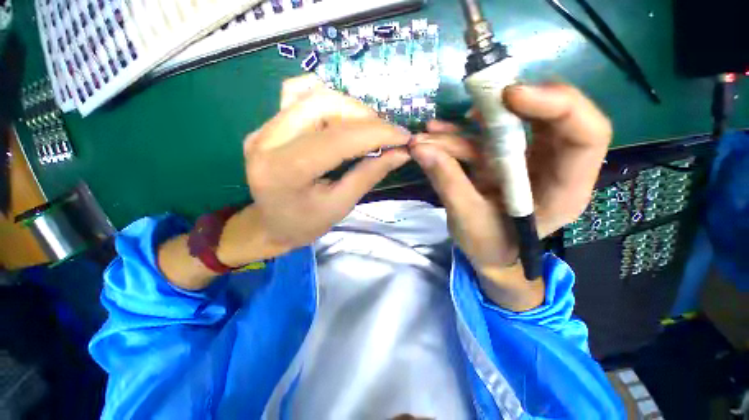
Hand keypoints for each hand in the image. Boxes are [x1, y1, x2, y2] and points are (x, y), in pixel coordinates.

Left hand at [241, 75, 411, 254]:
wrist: (270, 226)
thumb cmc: (305, 224)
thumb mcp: (341, 205)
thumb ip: (369, 175)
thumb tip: (401, 152)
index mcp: (285, 170)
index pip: (339, 137)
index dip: (376, 133)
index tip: (403, 136)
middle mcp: (267, 140)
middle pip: (323, 104)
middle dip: (364, 116)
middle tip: (385, 134)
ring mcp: (263, 128)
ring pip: (313, 95)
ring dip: (349, 107)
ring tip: (367, 128)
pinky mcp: (266, 125)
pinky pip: (297, 96)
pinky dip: (326, 100)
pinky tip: (340, 116)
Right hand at [410, 84, 611, 310]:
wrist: (489, 255)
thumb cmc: (488, 246)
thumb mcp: (467, 219)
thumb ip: (447, 181)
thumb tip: (420, 148)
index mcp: (564, 190)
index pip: (587, 134)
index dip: (557, 104)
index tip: (509, 95)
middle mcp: (554, 166)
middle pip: (552, 115)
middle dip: (508, 104)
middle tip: (472, 102)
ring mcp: (528, 159)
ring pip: (510, 123)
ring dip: (467, 126)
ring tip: (429, 135)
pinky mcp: (504, 159)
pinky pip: (485, 138)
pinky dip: (458, 136)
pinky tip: (434, 137)